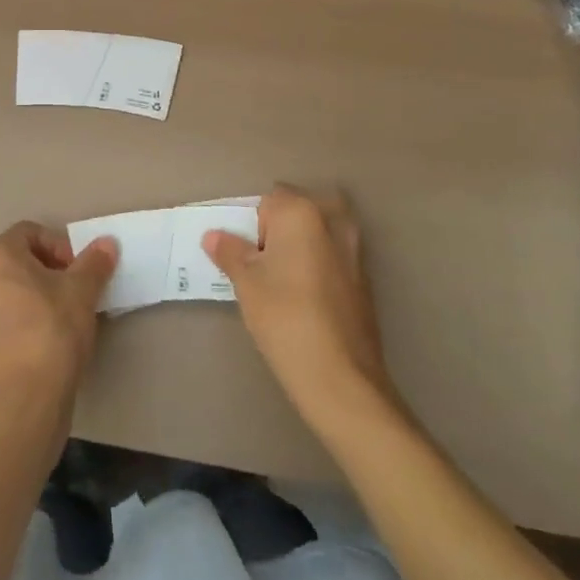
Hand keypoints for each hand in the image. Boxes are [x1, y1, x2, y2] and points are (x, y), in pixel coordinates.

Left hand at [0, 222, 117, 416]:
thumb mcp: (82, 291)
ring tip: (68, 315)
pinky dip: (29, 317)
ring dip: (42, 293)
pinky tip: (52, 338)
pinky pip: (9, 315)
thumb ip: (94, 262)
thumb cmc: (53, 331)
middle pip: (21, 259)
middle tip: (77, 290)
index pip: (31, 232)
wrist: (27, 399)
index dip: (59, 244)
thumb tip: (107, 242)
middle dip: (52, 269)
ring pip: (15, 288)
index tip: (78, 270)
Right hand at [203, 185, 393, 429]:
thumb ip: (230, 252)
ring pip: (319, 234)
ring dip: (302, 248)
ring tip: (283, 284)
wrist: (341, 378)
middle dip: (281, 230)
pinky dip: (319, 267)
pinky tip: (307, 301)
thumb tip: (214, 236)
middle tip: (264, 265)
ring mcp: (355, 250)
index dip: (253, 226)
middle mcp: (333, 220)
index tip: (247, 257)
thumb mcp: (246, 283)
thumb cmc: (285, 318)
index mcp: (302, 212)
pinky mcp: (366, 279)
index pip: (269, 201)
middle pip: (299, 211)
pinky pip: (334, 258)